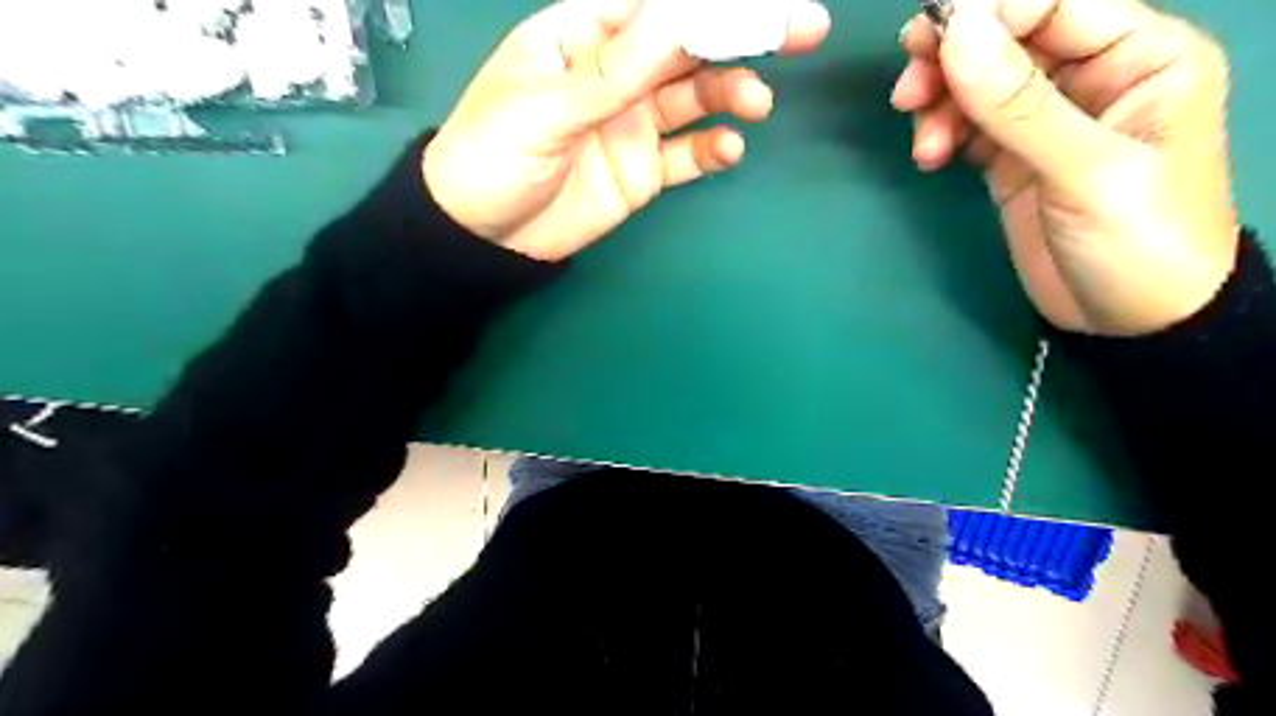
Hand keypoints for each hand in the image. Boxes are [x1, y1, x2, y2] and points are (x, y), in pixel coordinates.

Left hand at [422, 0, 832, 261]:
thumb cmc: (492, 157)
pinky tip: (729, 149)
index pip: (657, 8)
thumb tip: (680, 19)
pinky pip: (686, 155)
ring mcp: (632, 124)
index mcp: (584, 38)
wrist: (483, 237)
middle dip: (744, 35)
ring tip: (756, 105)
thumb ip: (613, 72)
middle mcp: (617, 74)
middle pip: (688, 46)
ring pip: (695, 98)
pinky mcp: (642, 170)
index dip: (711, 5)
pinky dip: (712, 150)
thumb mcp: (544, 109)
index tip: (762, 8)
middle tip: (803, 30)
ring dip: (730, 95)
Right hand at [890, 1, 1241, 335]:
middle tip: (907, 89)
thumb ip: (1019, 103)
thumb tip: (957, 32)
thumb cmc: (1139, 241)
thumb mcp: (1087, 171)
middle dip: (951, 59)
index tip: (928, 39)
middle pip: (1007, 39)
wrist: (1131, 322)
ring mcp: (1046, 121)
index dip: (989, 12)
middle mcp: (1091, 77)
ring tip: (924, 146)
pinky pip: (967, 126)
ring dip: (940, 103)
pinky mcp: (1012, 159)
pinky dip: (942, 133)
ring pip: (978, 83)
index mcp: (1139, 55)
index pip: (1054, 3)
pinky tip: (930, 157)